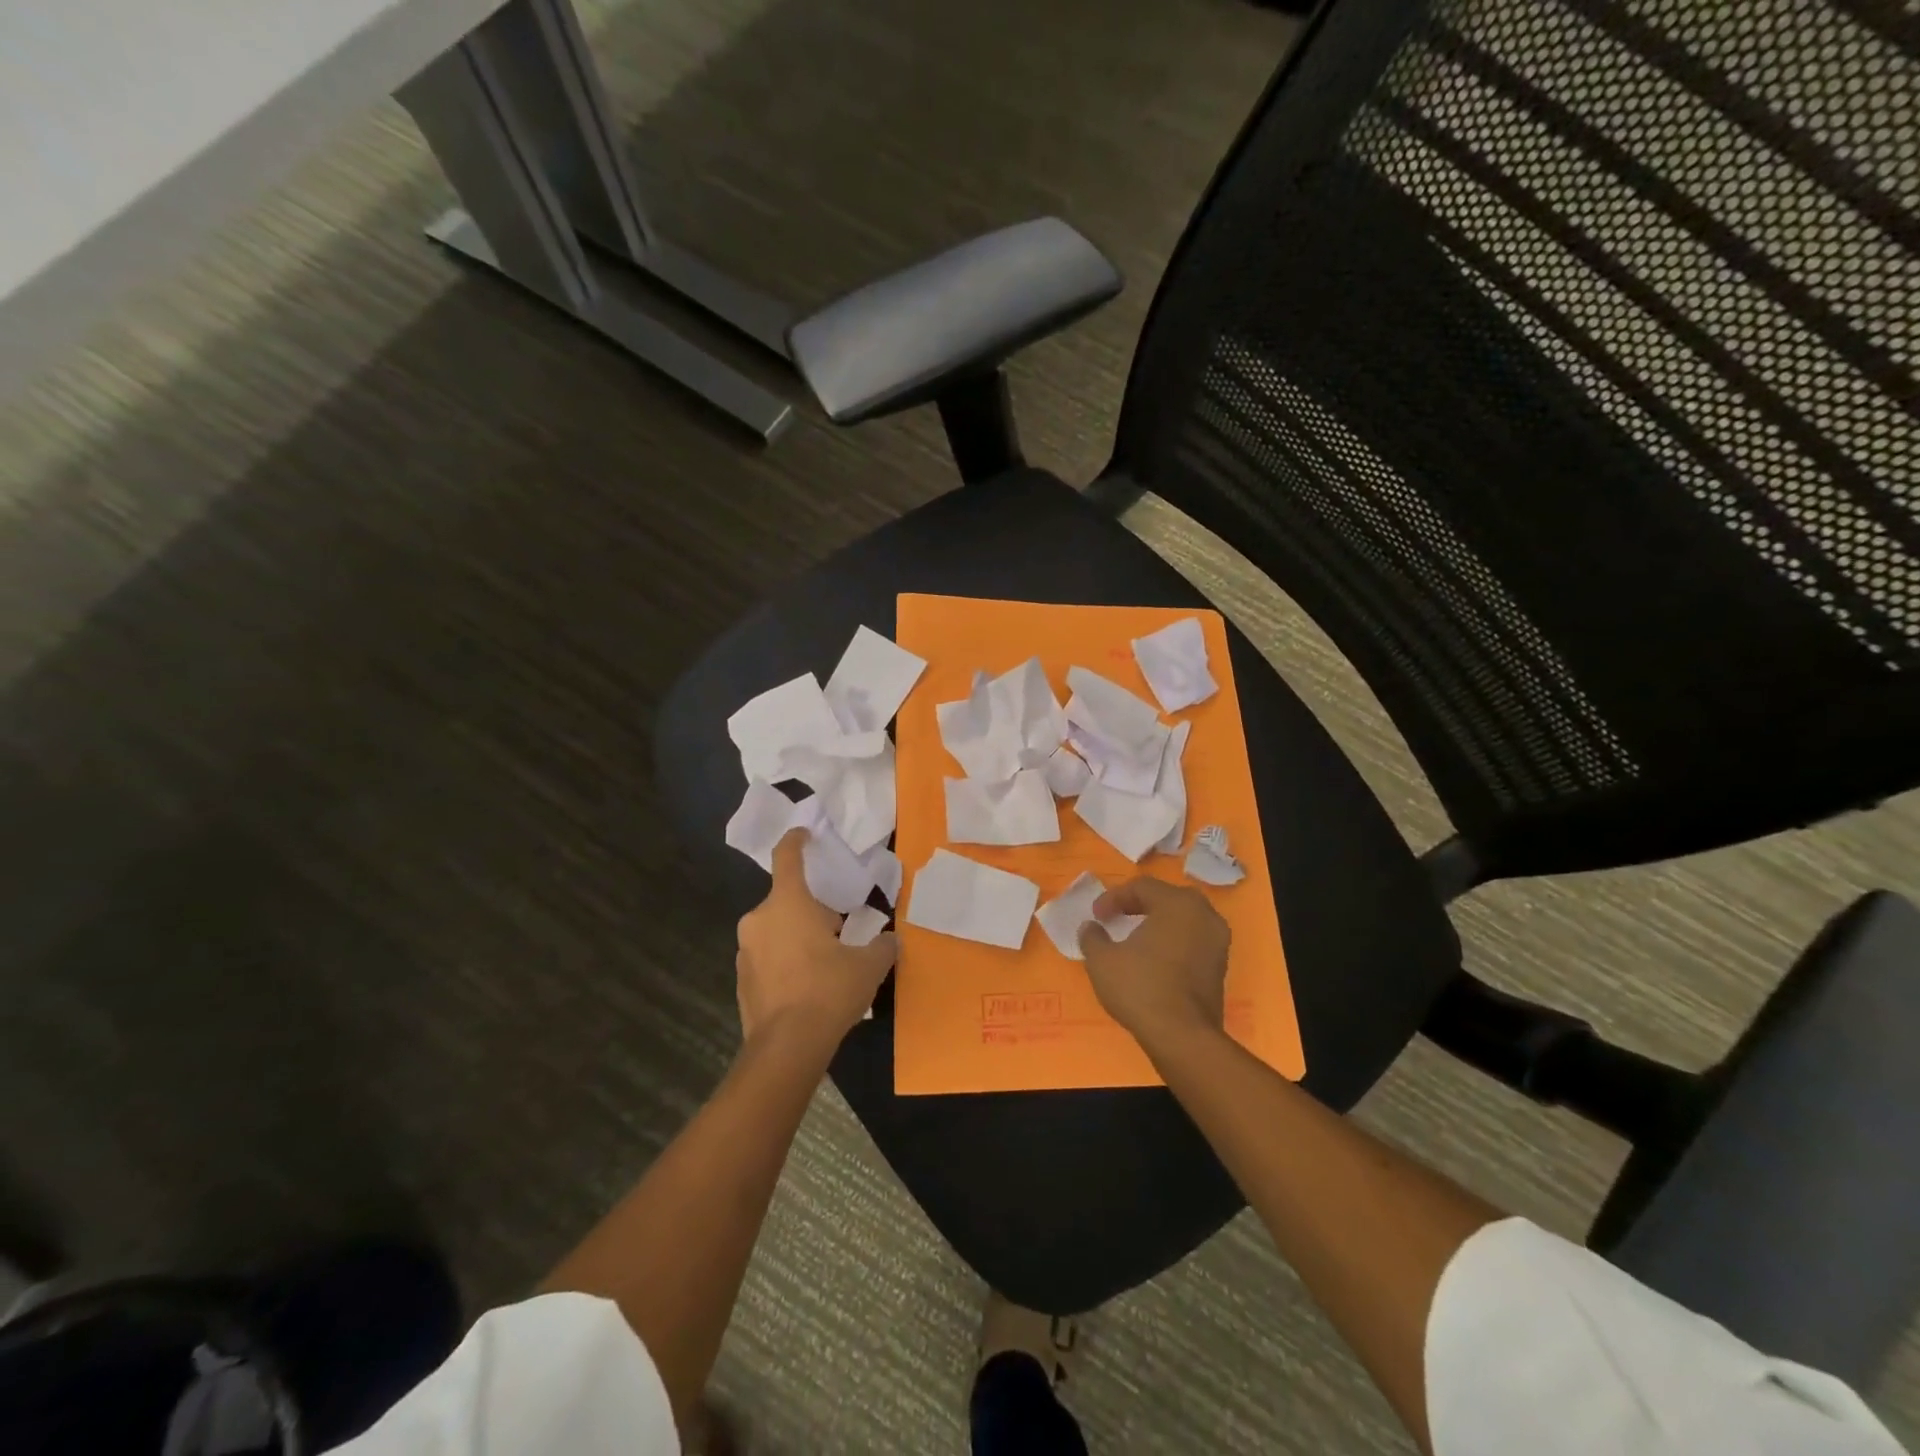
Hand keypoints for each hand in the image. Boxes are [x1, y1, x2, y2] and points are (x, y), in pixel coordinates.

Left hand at [735, 828, 896, 1056]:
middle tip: (837, 927)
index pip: (787, 857)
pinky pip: (766, 958)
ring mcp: (745, 950)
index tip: (805, 834)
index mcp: (788, 903)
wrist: (787, 1047)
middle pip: (786, 899)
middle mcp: (759, 919)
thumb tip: (891, 940)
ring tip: (824, 962)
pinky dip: (784, 962)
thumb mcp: (868, 966)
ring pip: (775, 930)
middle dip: (810, 908)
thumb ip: (882, 945)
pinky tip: (806, 987)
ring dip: (797, 935)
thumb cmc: (828, 991)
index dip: (797, 840)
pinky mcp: (740, 980)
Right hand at [1078, 877, 1228, 1053]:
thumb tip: (1091, 928)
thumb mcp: (1102, 959)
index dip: (1113, 898)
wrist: (1183, 1037)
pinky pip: (1192, 941)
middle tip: (1116, 918)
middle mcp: (1204, 915)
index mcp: (1178, 904)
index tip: (1096, 916)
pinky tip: (1153, 960)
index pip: (1142, 887)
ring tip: (1133, 939)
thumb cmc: (1141, 988)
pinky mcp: (1221, 967)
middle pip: (1166, 898)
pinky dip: (1172, 943)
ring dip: (1157, 924)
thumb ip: (1092, 936)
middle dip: (1138, 905)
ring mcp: (1218, 942)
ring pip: (1183, 920)